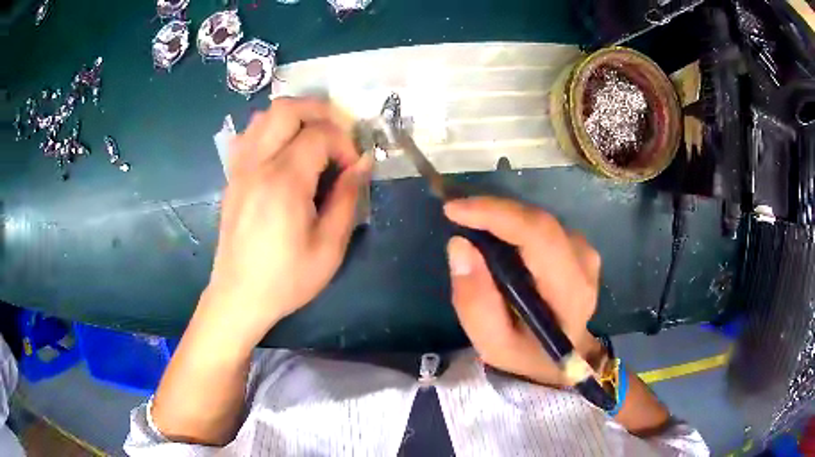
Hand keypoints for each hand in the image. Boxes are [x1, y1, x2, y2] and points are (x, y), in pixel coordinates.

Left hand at [200, 97, 372, 347]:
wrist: (238, 296)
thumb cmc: (286, 279)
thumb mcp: (329, 247)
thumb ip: (347, 198)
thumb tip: (363, 163)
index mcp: (284, 182)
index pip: (319, 134)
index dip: (344, 143)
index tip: (353, 168)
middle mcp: (257, 165)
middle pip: (286, 108)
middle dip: (320, 111)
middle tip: (339, 133)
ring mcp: (240, 168)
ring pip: (264, 116)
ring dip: (295, 117)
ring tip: (314, 138)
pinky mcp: (232, 177)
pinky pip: (250, 135)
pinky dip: (271, 130)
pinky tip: (284, 151)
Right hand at [444, 197, 603, 386]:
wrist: (559, 358)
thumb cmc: (525, 353)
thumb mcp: (492, 343)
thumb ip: (475, 302)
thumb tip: (460, 245)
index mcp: (570, 291)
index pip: (539, 236)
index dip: (497, 215)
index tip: (454, 211)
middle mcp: (584, 264)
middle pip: (539, 221)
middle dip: (494, 211)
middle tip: (456, 214)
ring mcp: (585, 252)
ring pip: (539, 220)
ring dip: (503, 218)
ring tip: (474, 227)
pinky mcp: (579, 247)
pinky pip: (542, 225)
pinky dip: (515, 224)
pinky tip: (497, 237)